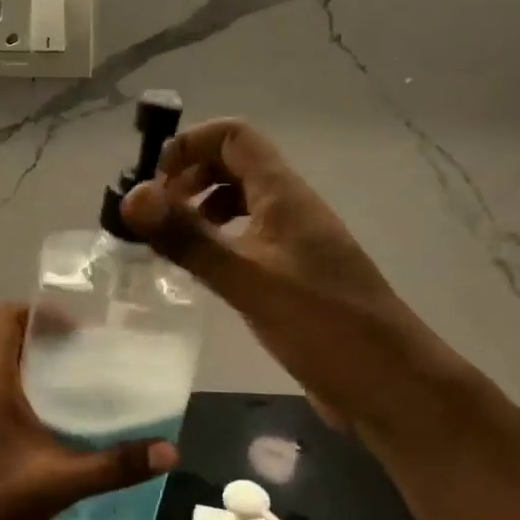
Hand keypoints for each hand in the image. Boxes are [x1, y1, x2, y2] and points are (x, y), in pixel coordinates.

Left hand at [0, 304, 176, 519]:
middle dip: (48, 342)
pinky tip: (58, 429)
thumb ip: (114, 466)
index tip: (80, 329)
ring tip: (83, 388)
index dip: (39, 312)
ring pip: (2, 373)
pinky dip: (27, 400)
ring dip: (38, 373)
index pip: (3, 317)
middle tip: (93, 356)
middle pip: (5, 342)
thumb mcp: (55, 484)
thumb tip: (171, 450)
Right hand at [119, 118, 442, 431]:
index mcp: (284, 193)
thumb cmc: (323, 323)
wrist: (388, 383)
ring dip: (199, 210)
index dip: (190, 145)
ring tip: (168, 242)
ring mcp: (292, 242)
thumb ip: (188, 238)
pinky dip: (216, 242)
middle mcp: (289, 207)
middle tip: (153, 216)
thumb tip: (131, 197)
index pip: (234, 136)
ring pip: (239, 203)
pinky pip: (245, 239)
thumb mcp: (247, 279)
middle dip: (188, 177)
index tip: (154, 182)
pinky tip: (198, 271)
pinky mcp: (291, 275)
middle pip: (233, 164)